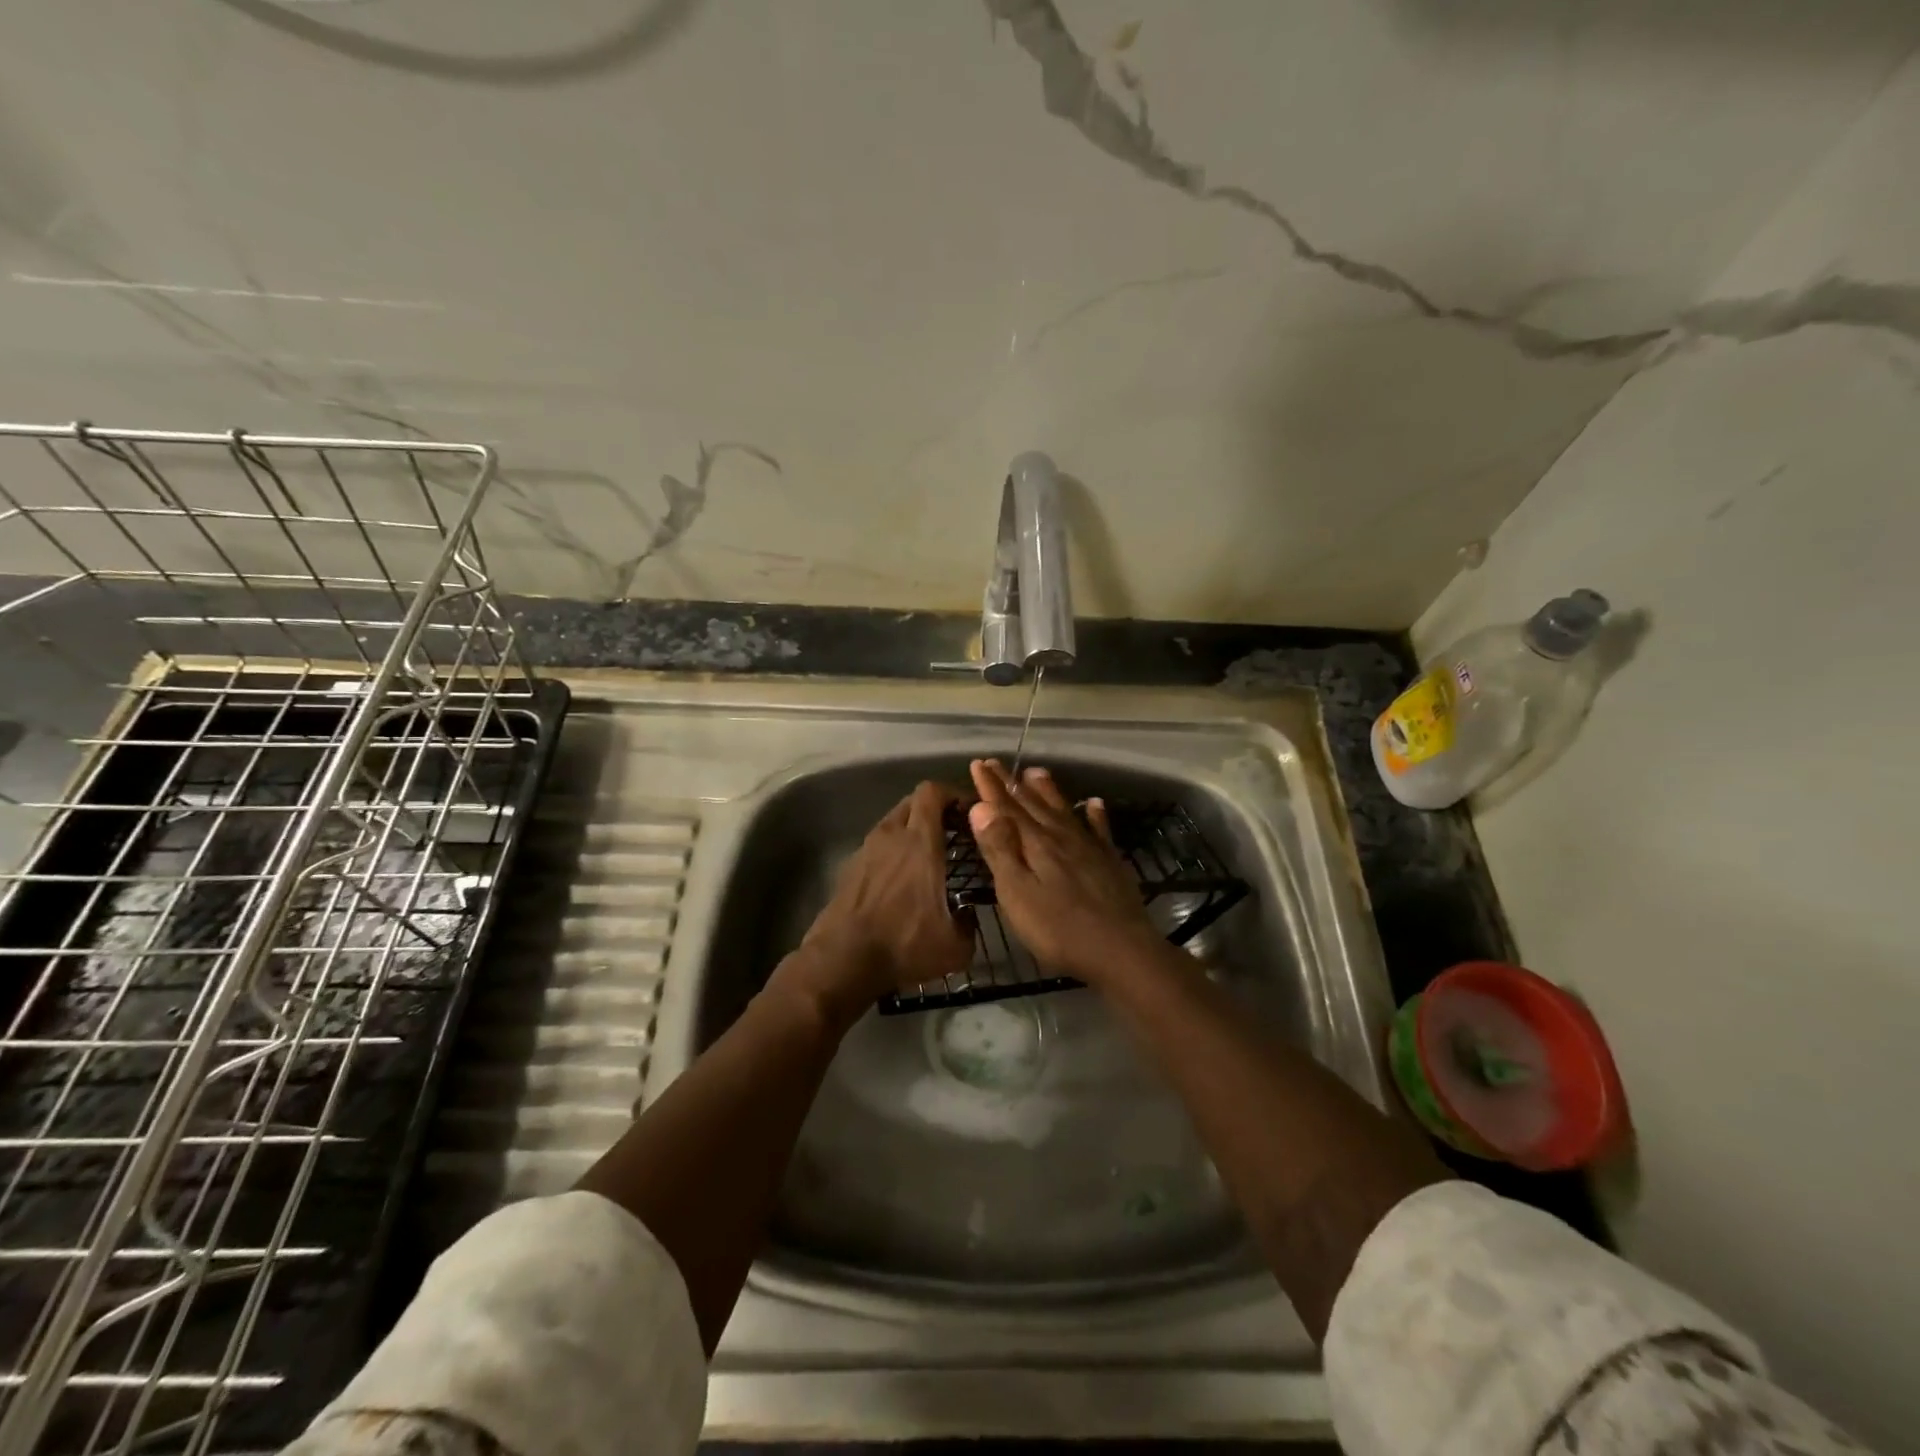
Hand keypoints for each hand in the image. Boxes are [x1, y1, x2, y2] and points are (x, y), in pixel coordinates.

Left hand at [778, 780, 974, 1018]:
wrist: (842, 961)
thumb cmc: (904, 945)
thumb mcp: (955, 946)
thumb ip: (970, 923)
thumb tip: (968, 915)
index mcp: (920, 842)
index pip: (932, 792)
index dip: (953, 794)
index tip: (971, 812)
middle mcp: (891, 836)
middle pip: (913, 801)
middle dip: (936, 809)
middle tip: (955, 832)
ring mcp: (866, 850)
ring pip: (893, 823)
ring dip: (912, 830)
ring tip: (930, 857)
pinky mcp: (850, 868)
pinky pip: (878, 846)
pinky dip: (893, 851)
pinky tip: (902, 880)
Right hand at [965, 759, 1162, 984]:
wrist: (1121, 950)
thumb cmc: (1059, 929)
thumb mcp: (1017, 893)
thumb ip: (1000, 849)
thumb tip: (981, 807)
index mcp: (1035, 844)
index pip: (1007, 808)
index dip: (991, 787)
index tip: (978, 764)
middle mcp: (1062, 837)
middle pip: (1032, 804)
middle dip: (1011, 784)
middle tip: (996, 763)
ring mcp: (1089, 848)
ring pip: (1063, 810)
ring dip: (1047, 791)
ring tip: (1036, 772)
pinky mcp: (1110, 862)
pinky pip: (1100, 829)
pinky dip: (1095, 814)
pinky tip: (1094, 803)